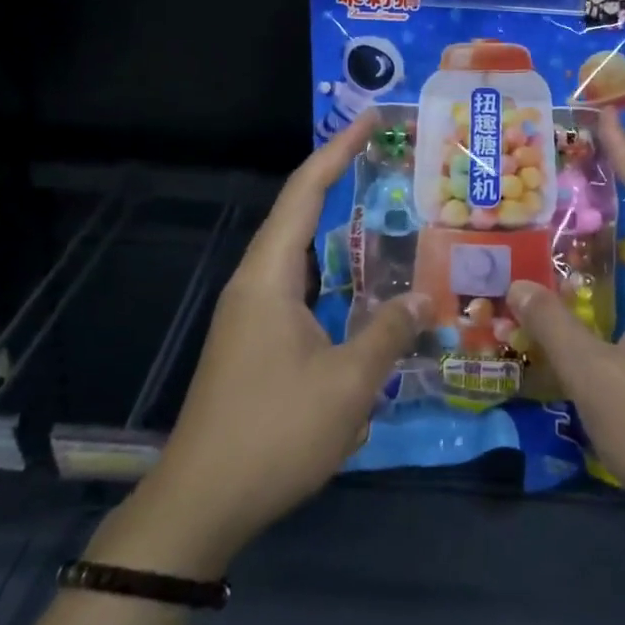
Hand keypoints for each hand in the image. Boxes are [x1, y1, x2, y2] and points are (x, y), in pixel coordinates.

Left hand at [95, 112, 429, 577]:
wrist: (201, 504)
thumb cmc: (274, 433)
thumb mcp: (347, 384)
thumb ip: (388, 333)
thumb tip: (423, 299)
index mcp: (269, 277)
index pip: (305, 193)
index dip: (338, 150)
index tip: (370, 120)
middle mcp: (255, 283)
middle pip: (297, 213)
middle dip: (338, 179)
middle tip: (385, 160)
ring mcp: (249, 314)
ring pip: (297, 252)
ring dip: (333, 227)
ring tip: (379, 213)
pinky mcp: (252, 341)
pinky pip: (296, 286)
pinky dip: (329, 271)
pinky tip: (357, 289)